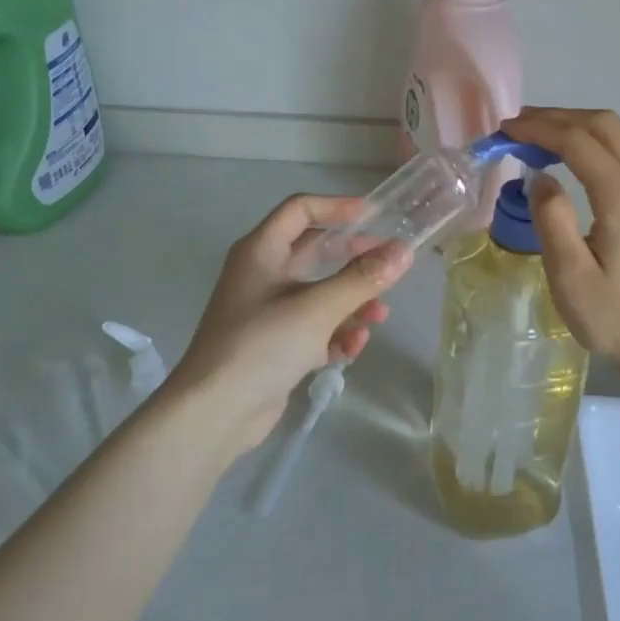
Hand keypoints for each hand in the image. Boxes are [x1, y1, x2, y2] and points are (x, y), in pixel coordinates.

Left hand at [170, 194, 411, 458]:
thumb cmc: (261, 345)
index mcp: (261, 251)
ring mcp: (268, 312)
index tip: (375, 215)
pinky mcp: (275, 345)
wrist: (214, 413)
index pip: (300, 209)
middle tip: (389, 264)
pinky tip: (353, 348)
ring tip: (379, 316)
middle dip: (353, 258)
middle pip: (314, 252)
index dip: (337, 207)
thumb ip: (362, 279)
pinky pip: (314, 328)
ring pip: (319, 293)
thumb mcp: (317, 308)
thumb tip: (404, 250)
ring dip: (351, 302)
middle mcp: (263, 275)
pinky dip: (335, 333)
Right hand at [500, 108, 619, 378]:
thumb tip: (540, 177)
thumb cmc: (612, 317)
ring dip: (581, 124)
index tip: (505, 130)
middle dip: (559, 117)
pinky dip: (600, 139)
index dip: (539, 129)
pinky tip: (576, 155)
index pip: (578, 142)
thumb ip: (552, 219)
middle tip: (518, 126)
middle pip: (605, 125)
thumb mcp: (569, 276)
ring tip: (542, 134)